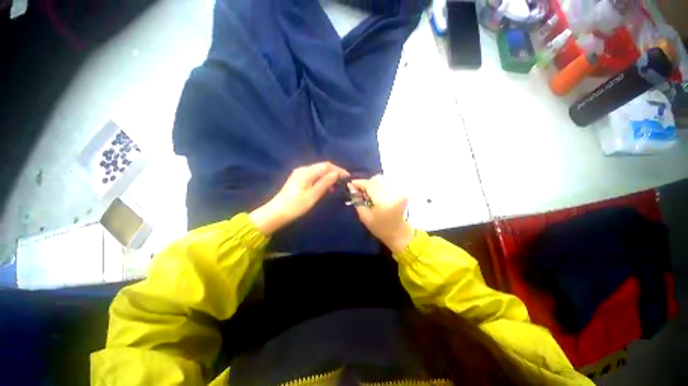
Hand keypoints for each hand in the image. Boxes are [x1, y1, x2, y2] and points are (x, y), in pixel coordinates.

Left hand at [250, 162, 349, 234]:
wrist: (276, 213)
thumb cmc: (295, 206)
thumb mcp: (312, 195)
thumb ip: (325, 183)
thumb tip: (336, 173)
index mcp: (306, 172)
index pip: (326, 166)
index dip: (338, 170)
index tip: (348, 177)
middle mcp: (303, 170)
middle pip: (322, 167)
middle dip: (334, 173)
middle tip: (343, 183)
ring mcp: (300, 175)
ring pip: (319, 172)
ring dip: (328, 177)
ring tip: (336, 187)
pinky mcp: (298, 180)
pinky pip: (314, 177)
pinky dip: (322, 181)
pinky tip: (326, 188)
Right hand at [349, 175, 414, 252]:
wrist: (398, 233)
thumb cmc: (379, 228)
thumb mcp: (364, 216)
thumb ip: (357, 199)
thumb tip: (350, 186)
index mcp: (383, 201)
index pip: (369, 184)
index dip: (359, 182)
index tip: (350, 183)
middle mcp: (393, 193)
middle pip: (376, 179)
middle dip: (365, 183)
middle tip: (359, 191)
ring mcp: (399, 191)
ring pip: (381, 180)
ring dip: (372, 184)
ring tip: (368, 194)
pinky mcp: (401, 191)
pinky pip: (386, 183)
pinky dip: (378, 186)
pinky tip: (376, 195)